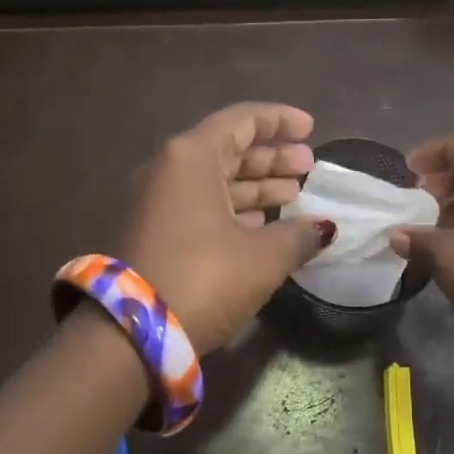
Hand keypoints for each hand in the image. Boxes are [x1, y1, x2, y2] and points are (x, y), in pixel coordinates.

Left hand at [120, 104, 334, 352]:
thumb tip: (324, 229)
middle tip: (309, 166)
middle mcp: (169, 170)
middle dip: (272, 157)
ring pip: (215, 181)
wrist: (130, 334)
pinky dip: (235, 209)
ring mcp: (156, 202)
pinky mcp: (154, 232)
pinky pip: (201, 205)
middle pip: (229, 150)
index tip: (311, 128)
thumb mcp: (263, 257)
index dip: (280, 120)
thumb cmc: (203, 278)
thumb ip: (299, 235)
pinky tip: (264, 224)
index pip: (242, 120)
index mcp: (191, 157)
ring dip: (256, 186)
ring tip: (295, 195)